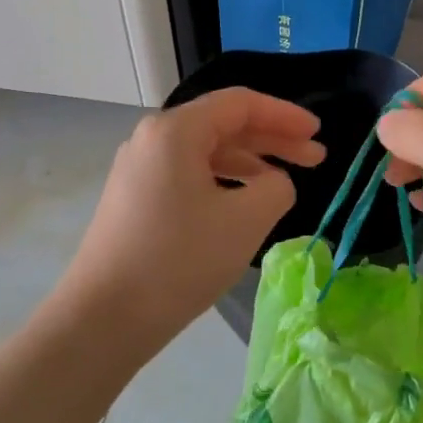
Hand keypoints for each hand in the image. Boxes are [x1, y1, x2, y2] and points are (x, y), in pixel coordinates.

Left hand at [51, 89, 324, 350]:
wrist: (104, 317)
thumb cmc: (179, 260)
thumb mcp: (246, 220)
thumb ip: (277, 187)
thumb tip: (274, 182)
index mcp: (175, 130)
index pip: (240, 104)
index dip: (285, 115)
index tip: (318, 133)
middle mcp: (152, 139)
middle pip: (223, 125)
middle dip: (272, 139)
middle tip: (315, 159)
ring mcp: (139, 169)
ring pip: (205, 152)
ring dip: (249, 163)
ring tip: (284, 185)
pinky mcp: (134, 198)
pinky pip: (188, 175)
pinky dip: (223, 182)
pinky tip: (243, 204)